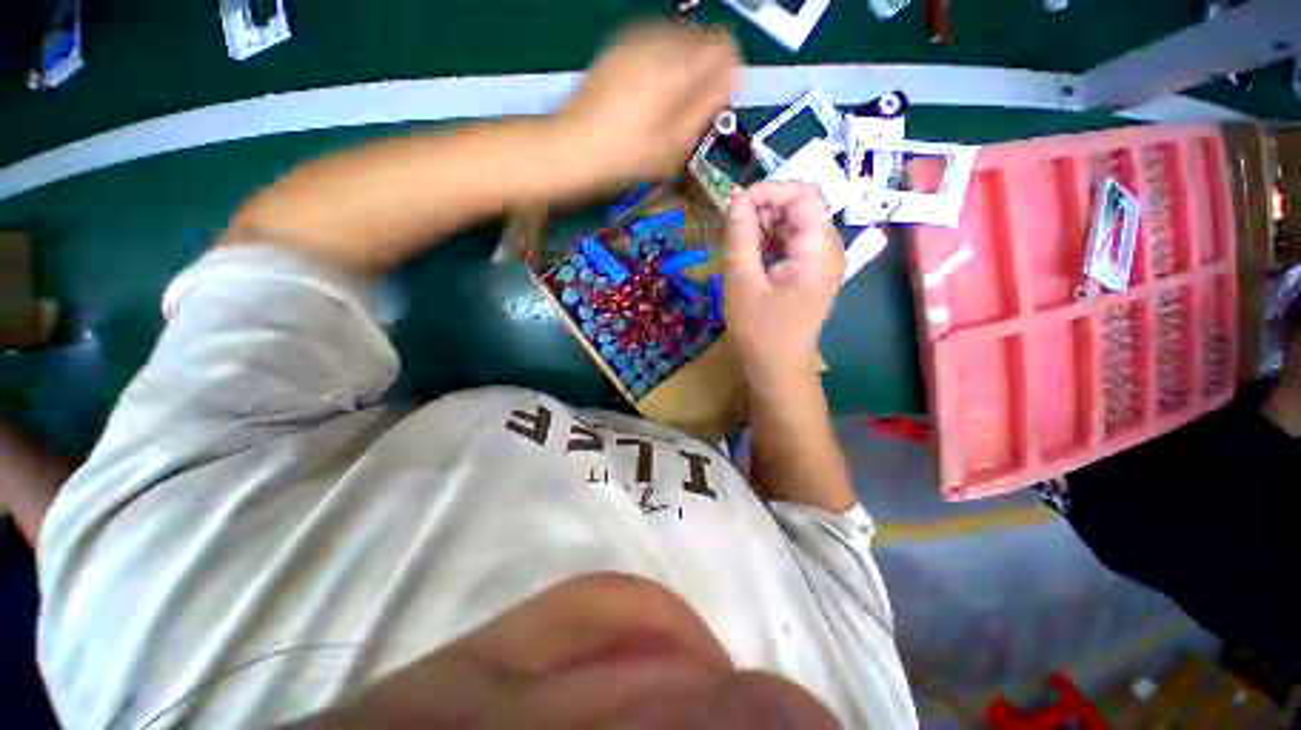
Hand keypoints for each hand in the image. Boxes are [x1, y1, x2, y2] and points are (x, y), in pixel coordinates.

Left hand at [556, 22, 739, 185]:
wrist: (573, 149)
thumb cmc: (627, 159)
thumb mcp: (672, 149)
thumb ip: (703, 112)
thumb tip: (726, 86)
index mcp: (676, 71)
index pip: (724, 48)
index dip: (729, 73)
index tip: (719, 101)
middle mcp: (658, 43)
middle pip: (702, 39)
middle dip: (707, 68)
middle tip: (695, 106)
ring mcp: (634, 41)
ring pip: (679, 38)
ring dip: (685, 64)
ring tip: (672, 101)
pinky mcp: (618, 47)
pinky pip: (655, 41)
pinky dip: (663, 60)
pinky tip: (652, 90)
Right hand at [724, 183, 844, 383]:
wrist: (777, 370)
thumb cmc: (760, 332)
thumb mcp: (742, 282)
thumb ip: (740, 237)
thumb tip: (736, 199)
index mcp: (818, 250)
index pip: (803, 194)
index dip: (769, 191)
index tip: (735, 207)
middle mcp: (826, 249)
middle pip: (799, 208)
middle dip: (762, 211)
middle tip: (731, 232)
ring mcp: (818, 262)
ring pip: (791, 225)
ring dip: (761, 228)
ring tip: (736, 249)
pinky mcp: (807, 273)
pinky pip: (788, 245)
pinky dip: (766, 244)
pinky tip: (748, 260)